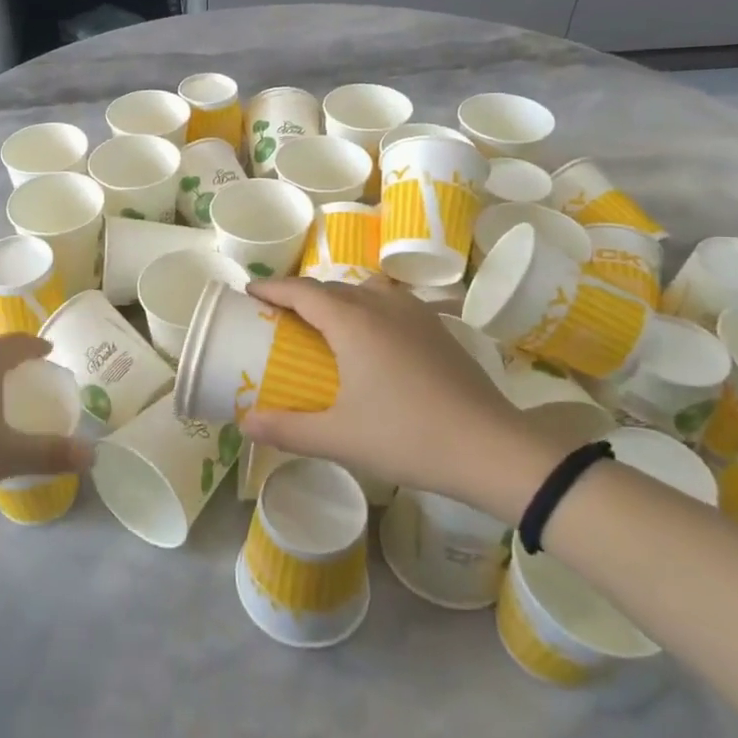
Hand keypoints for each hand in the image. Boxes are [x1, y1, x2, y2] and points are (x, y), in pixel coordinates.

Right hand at [241, 276, 563, 521]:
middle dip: (300, 295)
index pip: (302, 292)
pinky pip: (391, 303)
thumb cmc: (407, 437)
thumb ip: (288, 430)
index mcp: (353, 322)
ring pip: (365, 290)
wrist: (491, 449)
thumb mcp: (339, 438)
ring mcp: (416, 314)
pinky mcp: (438, 329)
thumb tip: (245, 425)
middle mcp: (382, 306)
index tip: (249, 291)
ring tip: (324, 324)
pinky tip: (372, 339)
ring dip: (337, 299)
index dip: (272, 288)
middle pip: (331, 287)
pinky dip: (368, 308)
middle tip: (278, 316)